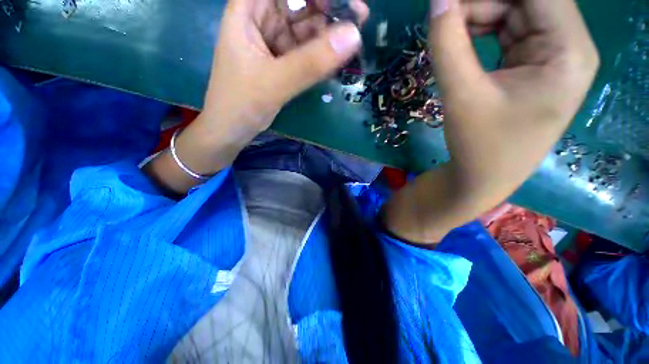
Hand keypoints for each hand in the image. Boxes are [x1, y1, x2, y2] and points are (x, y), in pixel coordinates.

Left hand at [144, 0, 368, 193]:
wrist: (232, 130)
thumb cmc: (242, 103)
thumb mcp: (276, 82)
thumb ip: (312, 62)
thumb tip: (354, 36)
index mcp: (248, 9)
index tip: (347, 1)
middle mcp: (261, 18)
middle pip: (299, 1)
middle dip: (329, 7)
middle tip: (360, 18)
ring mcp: (273, 40)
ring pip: (305, 26)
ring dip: (328, 32)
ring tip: (352, 40)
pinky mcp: (282, 60)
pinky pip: (306, 49)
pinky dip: (321, 52)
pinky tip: (336, 58)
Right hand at [431, 0, 598, 195]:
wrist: (481, 178)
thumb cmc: (479, 146)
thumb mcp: (461, 96)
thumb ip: (448, 45)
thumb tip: (437, 2)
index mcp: (568, 51)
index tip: (450, 0)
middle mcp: (567, 46)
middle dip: (479, 4)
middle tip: (442, 19)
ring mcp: (550, 56)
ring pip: (513, 13)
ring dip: (476, 17)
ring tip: (446, 35)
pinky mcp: (532, 66)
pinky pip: (506, 33)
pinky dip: (479, 32)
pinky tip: (458, 45)